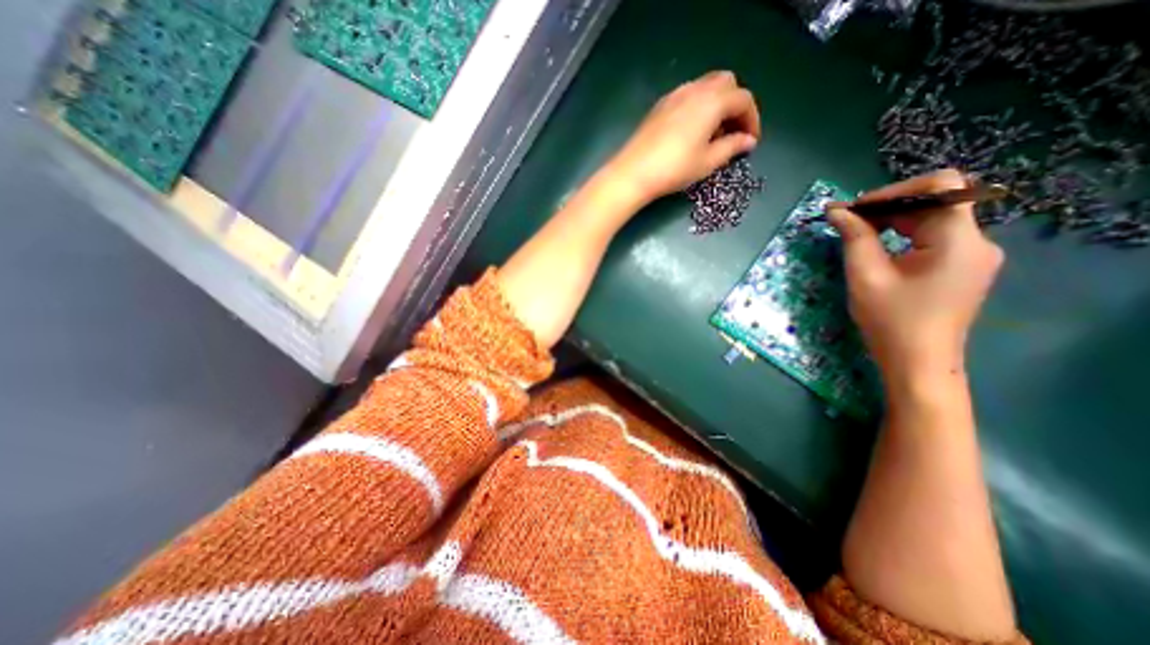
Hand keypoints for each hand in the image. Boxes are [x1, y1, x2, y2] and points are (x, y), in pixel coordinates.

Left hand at [604, 67, 761, 202]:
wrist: (633, 173)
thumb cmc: (674, 169)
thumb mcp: (707, 162)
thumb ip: (731, 147)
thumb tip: (747, 141)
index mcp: (712, 101)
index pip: (743, 100)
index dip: (752, 119)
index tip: (750, 141)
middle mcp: (695, 90)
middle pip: (726, 84)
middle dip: (735, 105)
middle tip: (732, 132)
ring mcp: (674, 95)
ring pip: (705, 87)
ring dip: (716, 104)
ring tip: (712, 134)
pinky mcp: (660, 106)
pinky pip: (687, 96)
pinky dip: (698, 106)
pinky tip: (691, 132)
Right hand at [827, 169, 1007, 382]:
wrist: (918, 362)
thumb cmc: (890, 321)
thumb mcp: (865, 276)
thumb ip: (854, 237)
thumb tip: (836, 210)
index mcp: (959, 241)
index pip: (940, 186)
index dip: (895, 190)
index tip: (857, 209)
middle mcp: (976, 241)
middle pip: (935, 201)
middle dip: (888, 206)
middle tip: (847, 221)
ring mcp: (972, 254)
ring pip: (933, 217)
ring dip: (893, 219)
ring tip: (857, 233)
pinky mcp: (961, 266)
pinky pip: (933, 236)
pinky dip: (903, 234)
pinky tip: (877, 247)